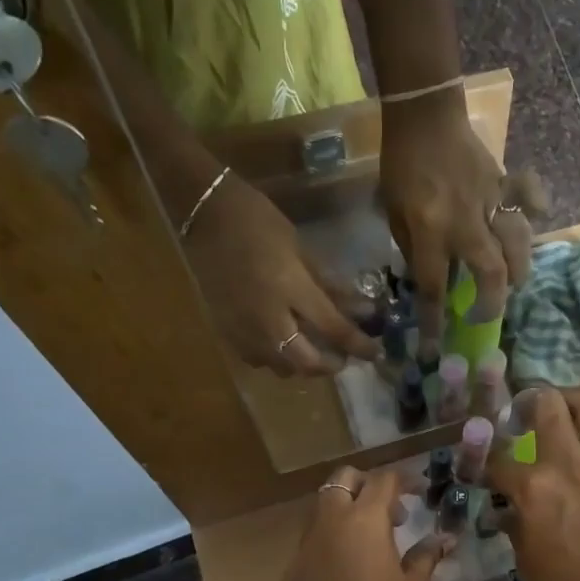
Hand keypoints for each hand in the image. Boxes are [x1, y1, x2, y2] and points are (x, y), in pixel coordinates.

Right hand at [182, 173, 380, 376]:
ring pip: (281, 368)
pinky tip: (281, 344)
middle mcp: (269, 319)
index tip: (376, 354)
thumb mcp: (301, 249)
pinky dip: (275, 359)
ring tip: (313, 351)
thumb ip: (330, 285)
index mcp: (292, 291)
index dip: (359, 346)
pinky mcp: (226, 331)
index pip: (334, 330)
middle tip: (342, 358)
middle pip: (306, 363)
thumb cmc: (258, 221)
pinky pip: (257, 359)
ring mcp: (244, 329)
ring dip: (302, 365)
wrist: (203, 213)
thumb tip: (362, 309)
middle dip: (330, 365)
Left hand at [285, 466, 452, 580]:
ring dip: (345, 509)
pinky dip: (330, 538)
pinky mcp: (292, 567)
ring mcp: (305, 543)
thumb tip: (445, 538)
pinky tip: (345, 566)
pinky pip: (311, 538)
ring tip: (368, 539)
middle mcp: (330, 521)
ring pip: (322, 506)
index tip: (418, 492)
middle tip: (389, 511)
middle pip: (343, 479)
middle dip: (366, 484)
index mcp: (364, 519)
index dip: (403, 481)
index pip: (383, 480)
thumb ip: (426, 555)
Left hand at [381, 89, 539, 347]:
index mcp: (430, 232)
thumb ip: (412, 247)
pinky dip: (537, 207)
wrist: (424, 115)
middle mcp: (464, 223)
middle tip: (490, 315)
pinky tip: (539, 217)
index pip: (434, 287)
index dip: (434, 322)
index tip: (435, 349)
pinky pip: (528, 197)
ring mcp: (489, 202)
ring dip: (519, 268)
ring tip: (515, 282)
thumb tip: (430, 276)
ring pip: (517, 242)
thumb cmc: (401, 166)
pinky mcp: (504, 184)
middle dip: (493, 302)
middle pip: (491, 272)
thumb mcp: (393, 213)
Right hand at [487, 388, 579, 580]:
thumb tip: (508, 512)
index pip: (499, 461)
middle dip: (531, 401)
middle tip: (526, 411)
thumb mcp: (526, 560)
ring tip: (571, 410)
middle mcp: (568, 464)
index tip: (488, 470)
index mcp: (532, 486)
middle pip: (547, 407)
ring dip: (579, 403)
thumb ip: (515, 527)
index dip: (488, 464)